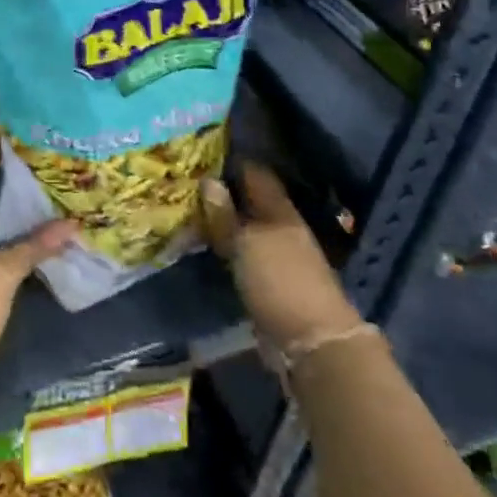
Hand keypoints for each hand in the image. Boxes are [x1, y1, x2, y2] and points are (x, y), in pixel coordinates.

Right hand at [201, 162, 363, 350]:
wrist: (310, 342)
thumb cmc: (279, 281)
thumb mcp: (246, 244)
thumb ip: (225, 215)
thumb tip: (208, 181)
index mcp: (281, 211)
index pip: (256, 175)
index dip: (232, 162)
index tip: (202, 154)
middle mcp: (281, 229)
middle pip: (249, 203)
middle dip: (222, 194)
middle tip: (186, 185)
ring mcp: (277, 257)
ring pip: (244, 230)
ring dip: (221, 223)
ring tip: (188, 213)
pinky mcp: (269, 283)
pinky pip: (241, 256)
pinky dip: (224, 249)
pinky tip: (204, 246)